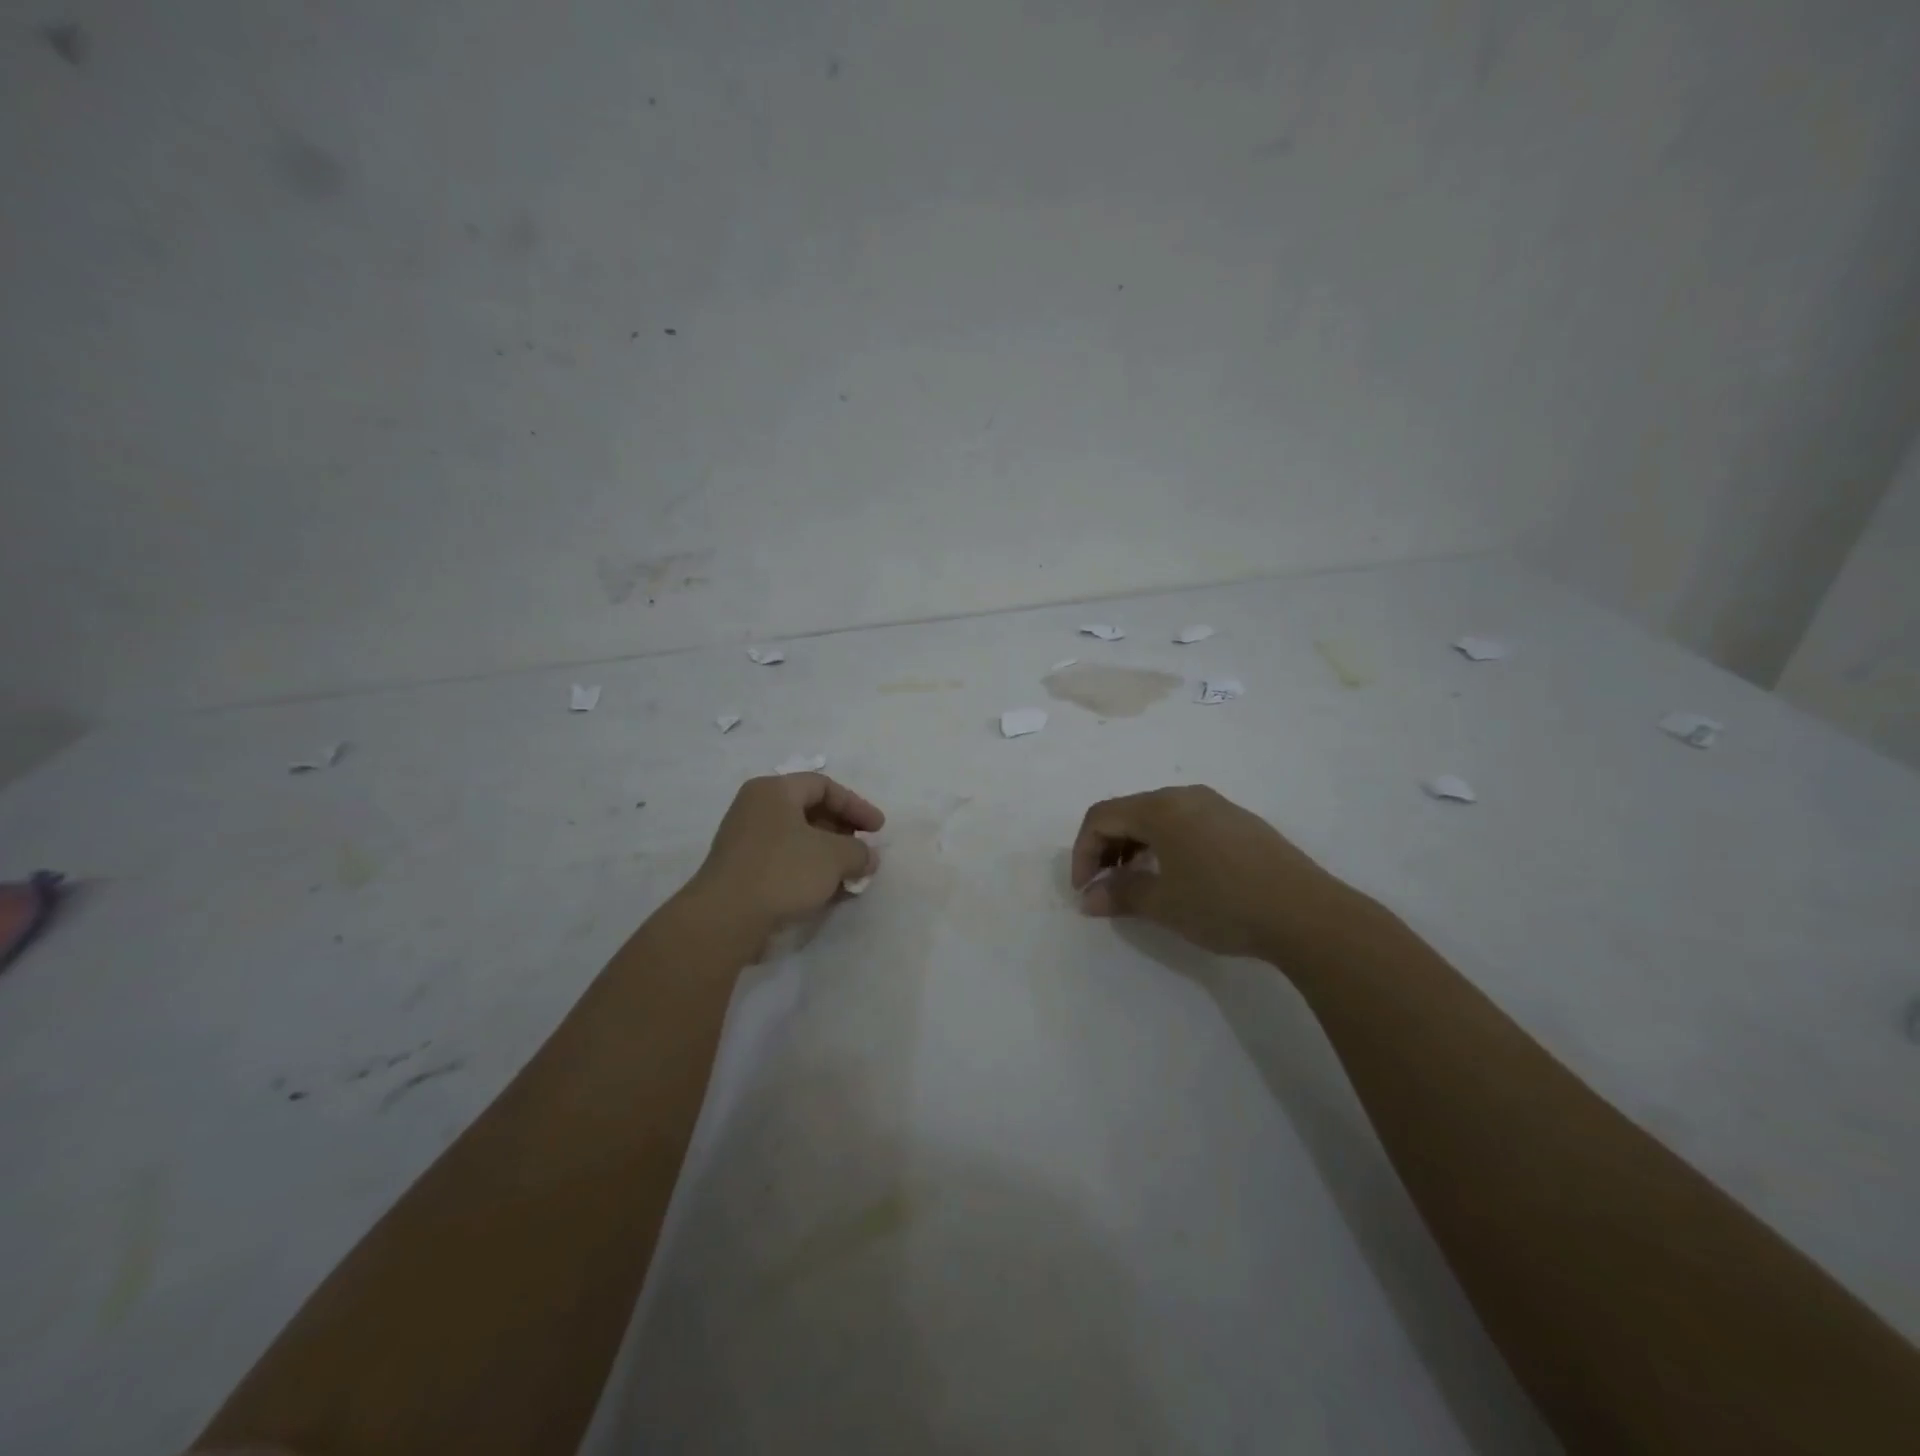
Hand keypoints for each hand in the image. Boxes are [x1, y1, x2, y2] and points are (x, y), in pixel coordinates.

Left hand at [687, 773, 883, 935]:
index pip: (824, 786)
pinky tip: (830, 893)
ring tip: (852, 877)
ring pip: (799, 840)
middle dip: (844, 832)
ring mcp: (746, 841)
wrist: (726, 918)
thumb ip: (859, 851)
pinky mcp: (743, 871)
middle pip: (810, 811)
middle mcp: (756, 809)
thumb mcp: (834, 856)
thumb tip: (868, 857)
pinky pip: (785, 862)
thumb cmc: (783, 871)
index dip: (856, 805)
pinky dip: (810, 872)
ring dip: (829, 856)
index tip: (878, 829)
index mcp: (774, 791)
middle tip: (864, 851)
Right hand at [1070, 785, 1344, 958]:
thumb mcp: (1164, 904)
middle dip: (1107, 849)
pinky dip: (1165, 845)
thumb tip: (1088, 898)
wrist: (1306, 914)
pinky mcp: (1239, 822)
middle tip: (1105, 888)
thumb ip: (1120, 895)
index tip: (1085, 890)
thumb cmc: (1223, 905)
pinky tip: (1178, 877)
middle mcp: (1185, 795)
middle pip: (1128, 812)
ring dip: (1135, 847)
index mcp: (1161, 808)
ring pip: (1158, 817)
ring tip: (1138, 884)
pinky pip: (1186, 823)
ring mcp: (1216, 805)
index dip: (1082, 852)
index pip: (1101, 817)